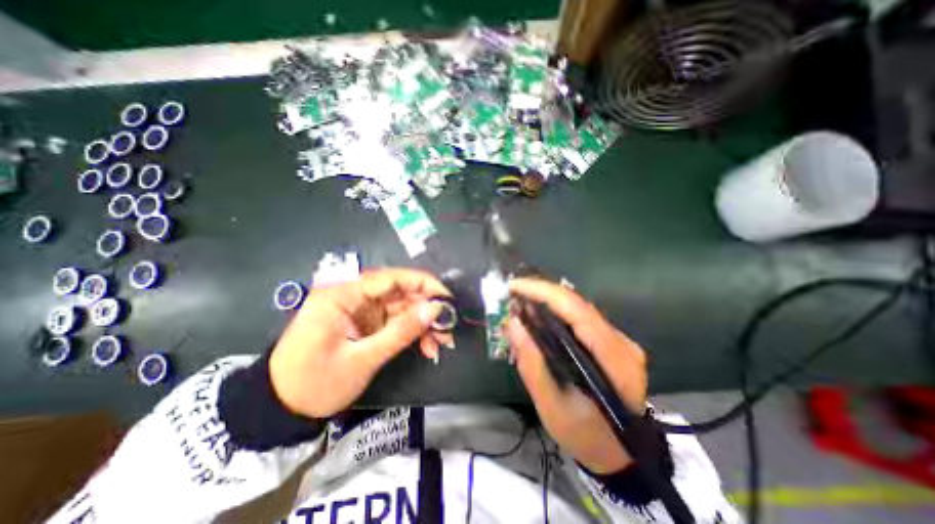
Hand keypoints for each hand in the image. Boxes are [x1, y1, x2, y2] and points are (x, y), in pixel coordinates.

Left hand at [267, 268, 453, 419]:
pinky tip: (427, 347)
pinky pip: (397, 319)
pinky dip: (413, 332)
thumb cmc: (314, 383)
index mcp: (343, 293)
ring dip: (424, 323)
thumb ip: (401, 332)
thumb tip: (435, 310)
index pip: (392, 277)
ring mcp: (361, 307)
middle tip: (448, 329)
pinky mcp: (366, 320)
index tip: (448, 300)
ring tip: (441, 343)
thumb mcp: (362, 360)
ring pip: (403, 306)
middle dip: (428, 310)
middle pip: (400, 291)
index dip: (424, 285)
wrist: (280, 406)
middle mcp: (353, 293)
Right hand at [505, 278, 651, 474]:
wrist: (619, 454)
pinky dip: (555, 312)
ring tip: (519, 302)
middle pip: (578, 304)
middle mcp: (623, 343)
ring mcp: (621, 340)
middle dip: (540, 293)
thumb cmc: (585, 435)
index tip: (514, 287)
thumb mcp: (551, 408)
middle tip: (511, 293)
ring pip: (578, 307)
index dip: (544, 292)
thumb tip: (513, 323)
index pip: (578, 312)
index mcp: (614, 362)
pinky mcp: (613, 340)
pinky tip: (537, 315)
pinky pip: (580, 317)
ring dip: (546, 301)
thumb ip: (532, 365)